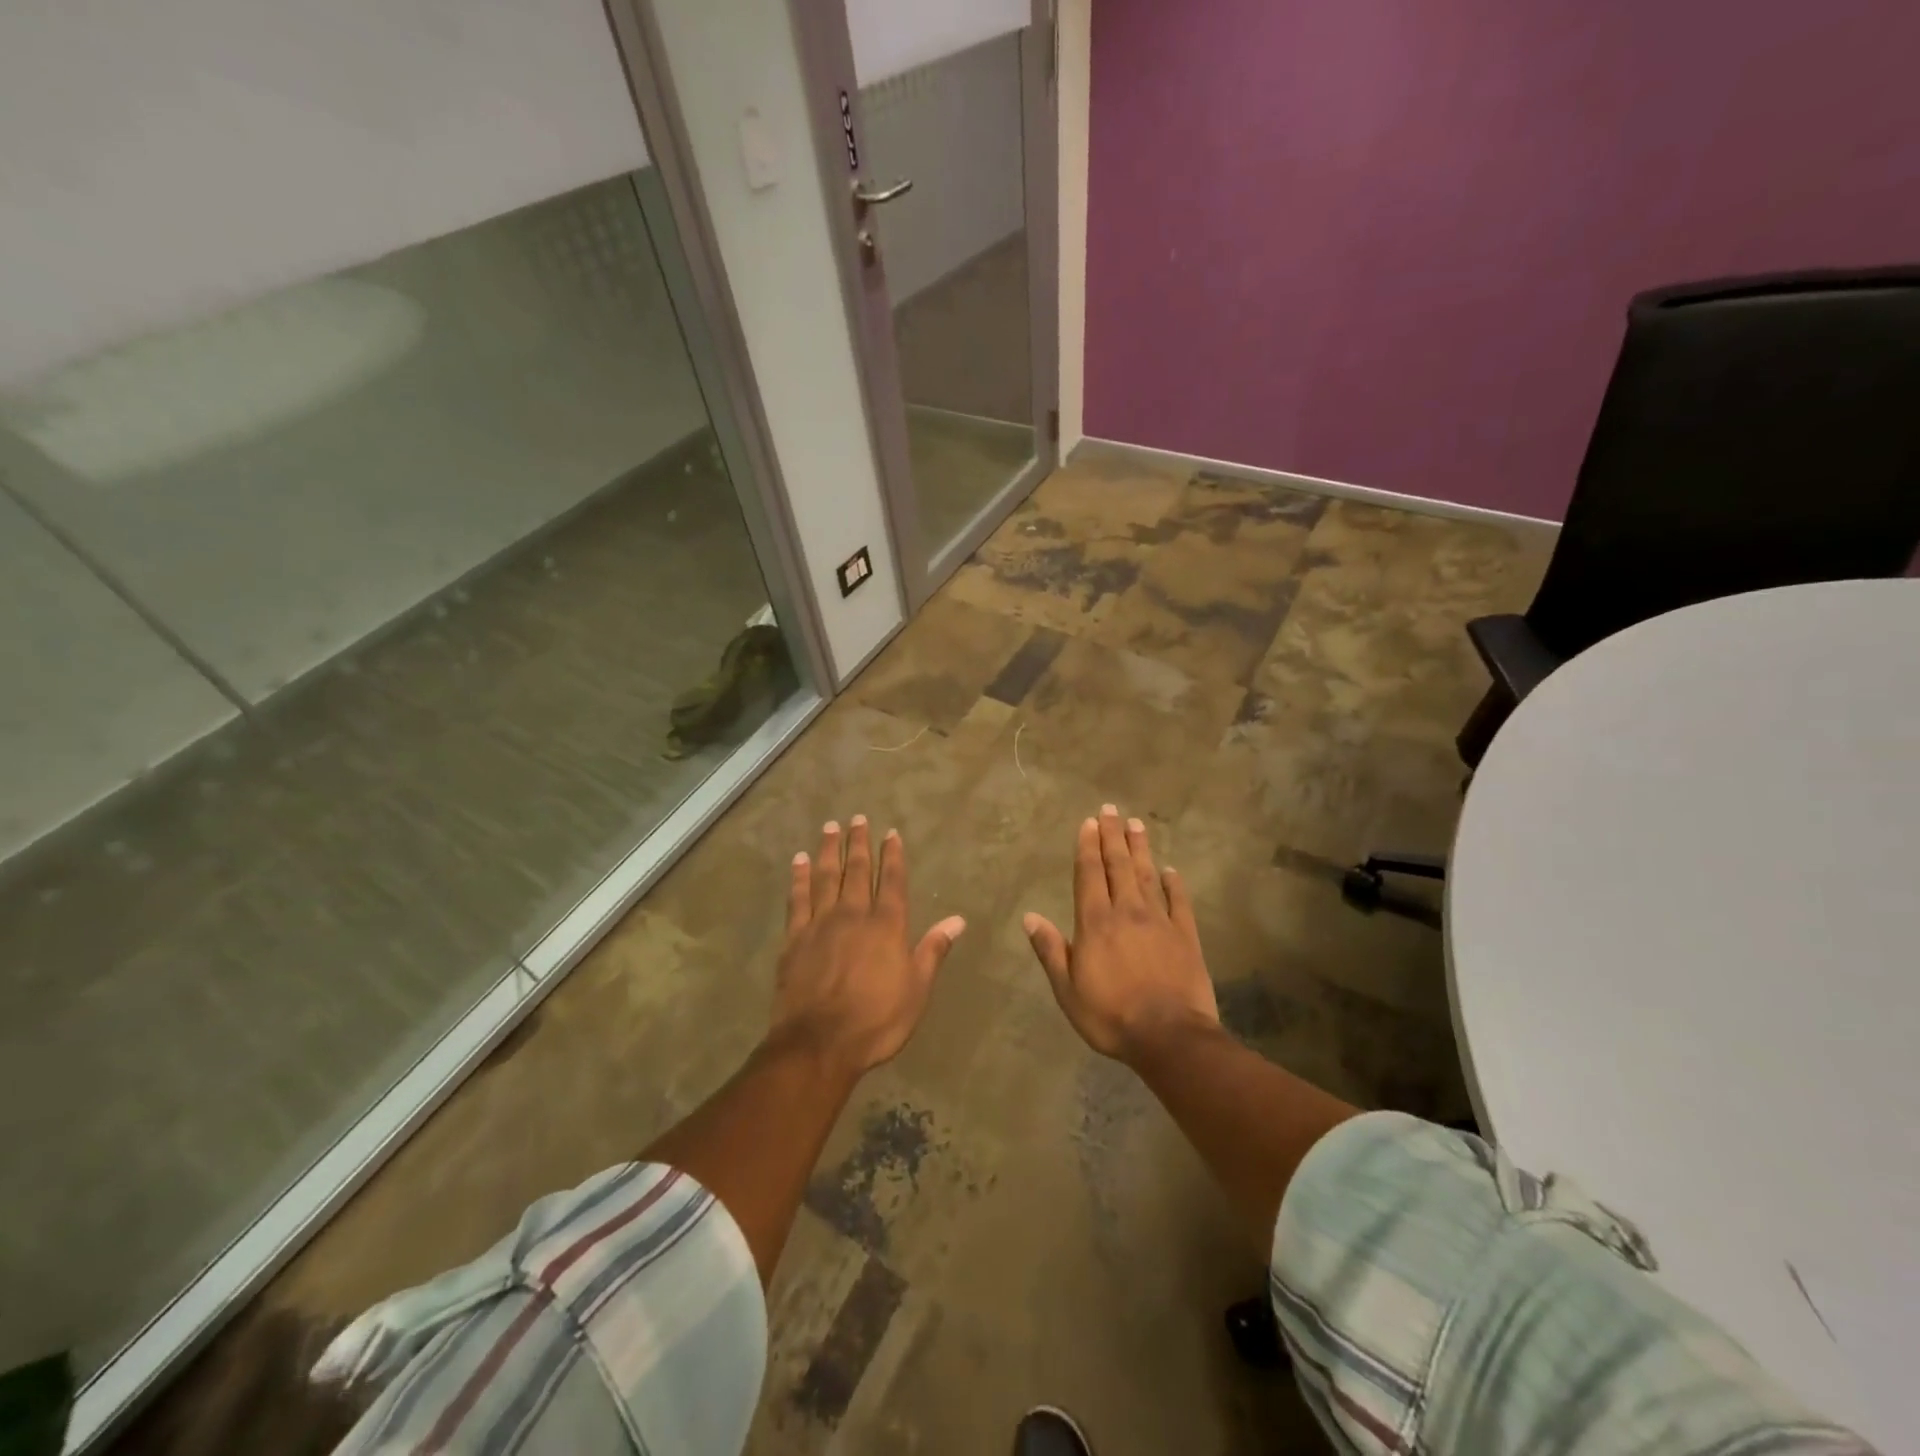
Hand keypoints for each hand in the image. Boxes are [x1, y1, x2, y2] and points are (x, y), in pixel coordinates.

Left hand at [770, 816, 965, 1077]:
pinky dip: (798, 877)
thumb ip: (933, 950)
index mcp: (887, 926)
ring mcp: (821, 923)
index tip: (891, 833)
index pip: (893, 880)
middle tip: (857, 818)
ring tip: (830, 827)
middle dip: (860, 843)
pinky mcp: (794, 938)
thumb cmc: (876, 1020)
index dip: (893, 855)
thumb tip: (957, 919)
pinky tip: (799, 861)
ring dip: (829, 850)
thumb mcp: (916, 990)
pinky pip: (797, 898)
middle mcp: (854, 915)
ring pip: (826, 876)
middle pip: (858, 870)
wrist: (819, 1044)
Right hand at [1023, 804, 1219, 1064]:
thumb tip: (1030, 917)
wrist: (1169, 1037)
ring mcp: (1160, 922)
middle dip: (1112, 836)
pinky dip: (1174, 884)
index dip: (1088, 847)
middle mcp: (1127, 912)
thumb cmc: (1110, 1016)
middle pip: (1118, 866)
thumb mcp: (1068, 989)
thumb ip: (1051, 950)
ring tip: (1136, 824)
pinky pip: (1179, 902)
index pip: (1090, 875)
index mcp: (1095, 923)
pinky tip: (1171, 871)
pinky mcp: (1186, 936)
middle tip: (1110, 809)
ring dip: (1140, 849)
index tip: (1089, 822)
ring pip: (1147, 876)